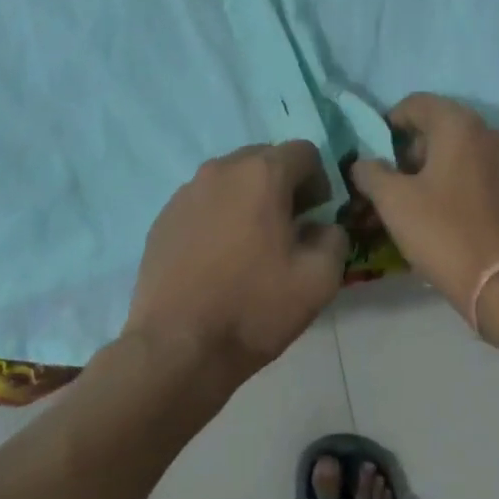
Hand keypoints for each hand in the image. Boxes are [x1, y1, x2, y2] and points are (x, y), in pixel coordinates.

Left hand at [123, 141, 349, 381]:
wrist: (178, 346)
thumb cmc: (253, 308)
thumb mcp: (319, 280)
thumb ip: (334, 239)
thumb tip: (323, 227)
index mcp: (261, 174)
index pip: (304, 152)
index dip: (319, 181)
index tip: (316, 217)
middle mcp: (221, 169)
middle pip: (264, 159)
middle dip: (283, 186)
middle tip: (288, 230)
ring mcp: (186, 191)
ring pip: (231, 180)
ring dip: (249, 200)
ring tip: (250, 246)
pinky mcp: (164, 217)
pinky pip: (203, 202)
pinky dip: (218, 217)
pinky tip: (217, 259)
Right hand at [350, 94, 498, 319]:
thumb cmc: (444, 232)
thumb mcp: (393, 202)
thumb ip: (370, 173)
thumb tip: (363, 163)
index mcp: (459, 125)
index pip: (417, 103)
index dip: (390, 123)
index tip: (376, 153)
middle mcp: (488, 132)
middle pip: (439, 124)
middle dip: (411, 146)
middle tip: (392, 178)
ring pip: (460, 148)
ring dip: (434, 164)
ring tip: (415, 198)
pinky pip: (478, 170)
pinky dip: (456, 180)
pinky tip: (444, 212)